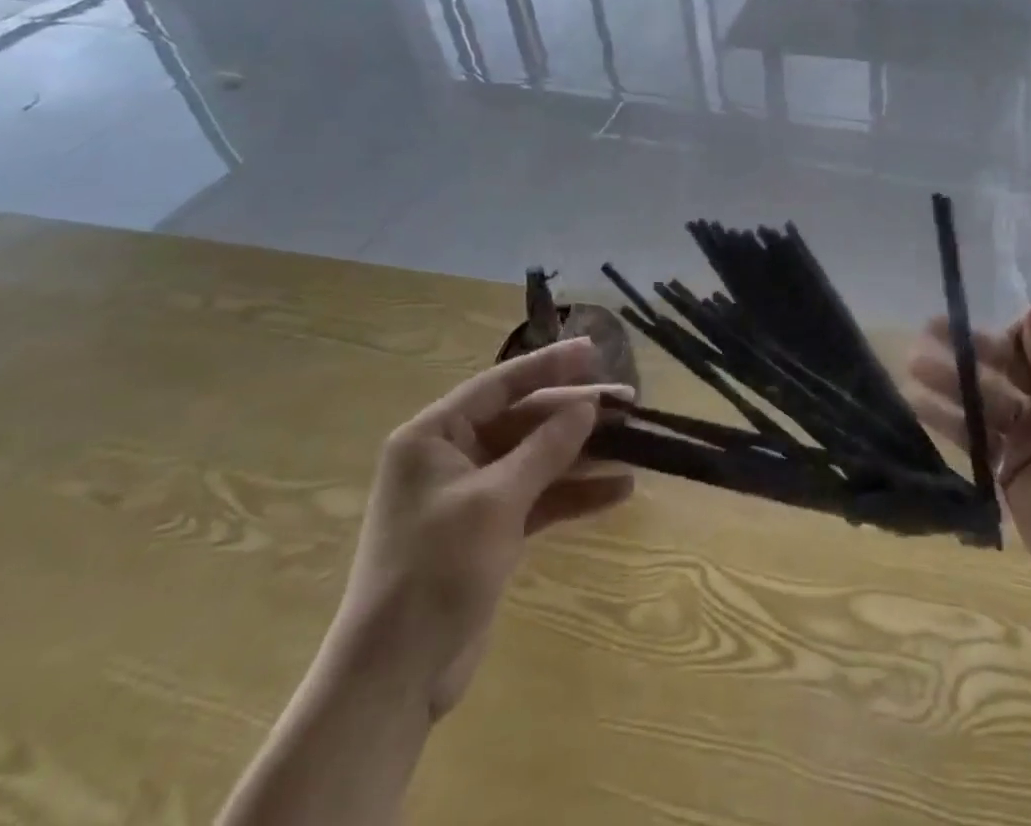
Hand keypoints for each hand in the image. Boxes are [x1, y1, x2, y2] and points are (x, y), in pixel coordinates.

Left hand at [332, 336, 634, 718]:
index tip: (594, 351)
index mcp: (434, 437)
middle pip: (525, 420)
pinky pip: (539, 496)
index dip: (550, 365)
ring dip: (582, 453)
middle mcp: (451, 457)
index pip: (500, 385)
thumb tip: (587, 406)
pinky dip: (574, 494)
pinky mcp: (490, 530)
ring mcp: (472, 495)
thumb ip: (545, 448)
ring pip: (537, 458)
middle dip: (576, 413)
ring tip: (635, 443)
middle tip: (628, 401)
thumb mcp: (495, 501)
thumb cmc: (435, 571)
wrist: (395, 679)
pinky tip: (618, 491)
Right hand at [909, 307, 1030, 610]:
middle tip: (928, 328)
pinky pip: (975, 432)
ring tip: (913, 363)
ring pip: (985, 394)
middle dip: (972, 346)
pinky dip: (948, 417)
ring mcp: (1030, 432)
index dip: (1027, 331)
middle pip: (1010, 361)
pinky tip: (918, 403)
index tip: (1007, 341)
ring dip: (951, 377)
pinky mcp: (1007, 463)